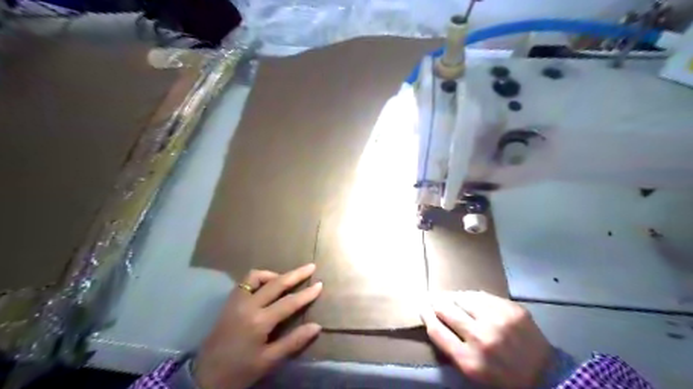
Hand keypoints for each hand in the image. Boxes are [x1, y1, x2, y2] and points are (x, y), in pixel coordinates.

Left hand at [191, 263, 320, 387]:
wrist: (205, 376)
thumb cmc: (240, 370)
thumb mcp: (268, 361)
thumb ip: (293, 342)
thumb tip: (316, 326)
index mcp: (259, 321)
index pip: (289, 302)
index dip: (306, 294)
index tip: (320, 284)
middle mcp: (248, 305)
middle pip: (276, 283)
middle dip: (295, 274)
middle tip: (310, 267)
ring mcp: (236, 301)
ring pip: (256, 277)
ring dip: (274, 275)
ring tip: (285, 279)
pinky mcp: (229, 302)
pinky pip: (245, 282)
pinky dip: (259, 279)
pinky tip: (266, 287)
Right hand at [422, 290, 552, 387]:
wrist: (547, 376)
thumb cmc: (503, 378)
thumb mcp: (472, 373)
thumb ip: (452, 349)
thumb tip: (435, 320)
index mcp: (468, 360)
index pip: (436, 330)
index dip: (426, 315)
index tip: (422, 307)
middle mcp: (481, 337)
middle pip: (446, 309)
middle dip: (436, 303)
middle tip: (434, 299)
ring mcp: (498, 320)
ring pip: (463, 298)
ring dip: (455, 298)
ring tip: (453, 299)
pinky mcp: (511, 309)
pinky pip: (482, 295)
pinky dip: (473, 297)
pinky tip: (472, 300)